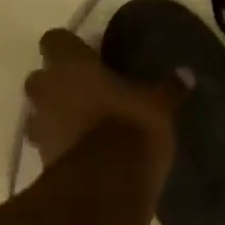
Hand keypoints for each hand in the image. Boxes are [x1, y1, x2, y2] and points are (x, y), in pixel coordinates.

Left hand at [24, 29, 183, 187]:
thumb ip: (169, 89)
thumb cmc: (131, 128)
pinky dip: (61, 146)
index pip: (55, 39)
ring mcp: (38, 126)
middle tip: (87, 93)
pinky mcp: (41, 159)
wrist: (105, 185)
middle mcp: (46, 90)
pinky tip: (83, 154)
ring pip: (40, 113)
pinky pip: (47, 144)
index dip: (69, 48)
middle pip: (42, 78)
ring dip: (56, 117)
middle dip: (59, 85)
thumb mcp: (159, 106)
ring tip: (84, 127)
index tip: (87, 57)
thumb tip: (186, 74)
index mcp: (70, 64)